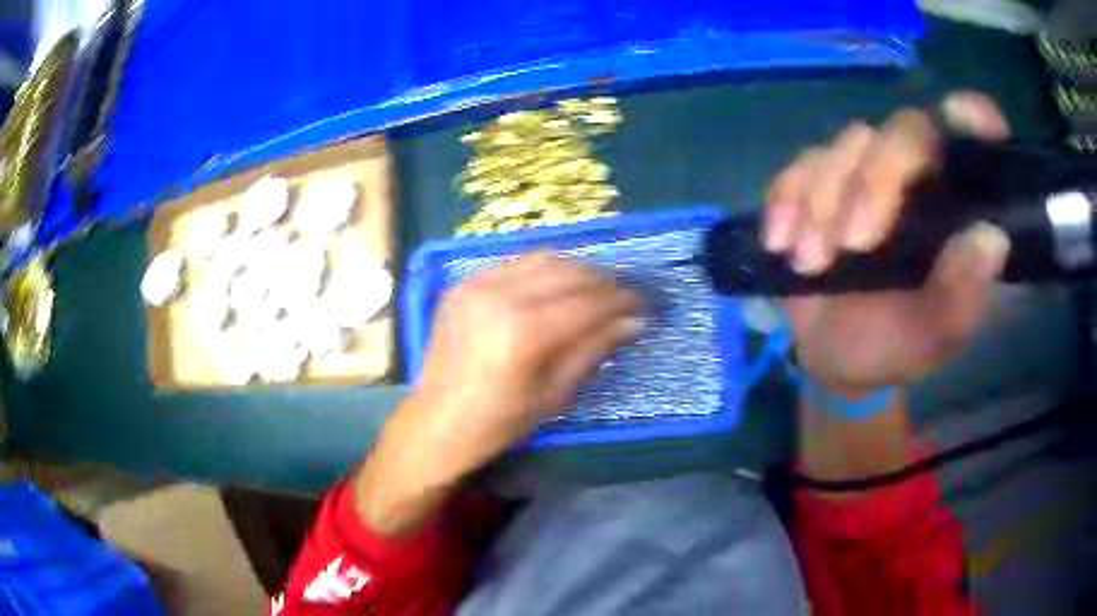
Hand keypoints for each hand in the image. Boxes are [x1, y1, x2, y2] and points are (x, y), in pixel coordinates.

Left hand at [357, 253, 642, 535]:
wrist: (436, 421)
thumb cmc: (499, 422)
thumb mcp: (555, 394)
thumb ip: (595, 349)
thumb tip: (636, 321)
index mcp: (524, 332)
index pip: (589, 301)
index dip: (623, 300)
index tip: (646, 304)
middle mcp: (500, 295)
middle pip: (570, 272)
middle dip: (605, 281)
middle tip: (626, 296)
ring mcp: (477, 283)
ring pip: (544, 258)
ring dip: (577, 270)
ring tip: (595, 289)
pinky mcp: (463, 282)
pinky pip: (514, 263)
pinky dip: (543, 270)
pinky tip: (554, 288)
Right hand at [763, 92, 1012, 394]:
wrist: (835, 355)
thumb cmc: (895, 346)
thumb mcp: (933, 336)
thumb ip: (962, 295)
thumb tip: (991, 240)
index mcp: (954, 205)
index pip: (970, 141)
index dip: (971, 116)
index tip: (964, 120)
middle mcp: (916, 175)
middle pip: (901, 130)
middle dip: (874, 180)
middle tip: (853, 244)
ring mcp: (864, 172)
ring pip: (847, 144)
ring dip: (824, 201)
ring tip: (812, 262)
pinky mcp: (819, 182)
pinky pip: (798, 167)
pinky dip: (786, 200)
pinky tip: (782, 243)